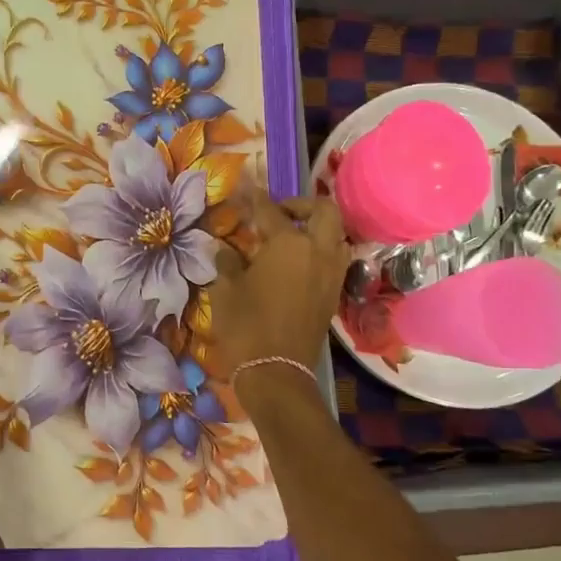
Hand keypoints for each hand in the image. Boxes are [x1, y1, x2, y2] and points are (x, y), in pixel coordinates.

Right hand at [207, 192, 348, 379]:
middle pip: (323, 211)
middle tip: (279, 212)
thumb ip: (227, 261)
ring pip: (336, 235)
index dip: (255, 198)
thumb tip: (225, 247)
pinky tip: (297, 261)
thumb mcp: (226, 289)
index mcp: (289, 244)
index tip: (245, 188)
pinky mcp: (334, 294)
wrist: (276, 373)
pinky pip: (335, 258)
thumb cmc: (246, 326)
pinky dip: (321, 250)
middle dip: (302, 204)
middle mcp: (318, 251)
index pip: (270, 211)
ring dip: (317, 227)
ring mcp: (331, 273)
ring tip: (291, 235)